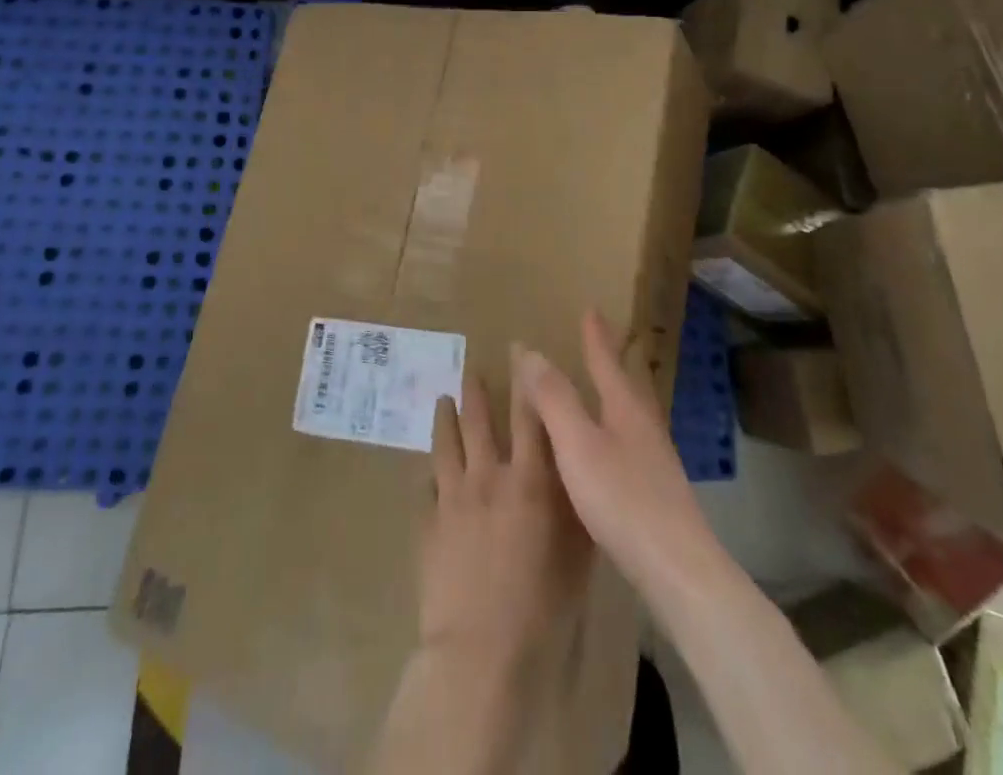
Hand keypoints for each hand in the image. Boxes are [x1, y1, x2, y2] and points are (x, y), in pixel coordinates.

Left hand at [420, 349, 593, 669]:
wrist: (481, 649)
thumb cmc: (542, 607)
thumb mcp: (576, 553)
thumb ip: (574, 506)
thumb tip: (575, 472)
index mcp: (529, 479)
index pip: (528, 415)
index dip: (525, 380)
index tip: (519, 352)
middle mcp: (488, 476)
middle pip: (478, 420)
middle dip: (476, 391)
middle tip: (471, 369)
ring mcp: (452, 497)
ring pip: (446, 443)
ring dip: (445, 417)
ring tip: (443, 399)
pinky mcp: (427, 523)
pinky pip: (426, 487)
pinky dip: (430, 474)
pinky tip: (428, 470)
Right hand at [517, 309, 715, 589]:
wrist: (677, 569)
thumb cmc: (623, 499)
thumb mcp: (578, 444)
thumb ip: (554, 398)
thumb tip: (530, 351)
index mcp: (626, 409)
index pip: (607, 361)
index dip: (596, 337)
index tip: (592, 309)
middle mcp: (645, 426)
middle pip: (627, 383)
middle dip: (612, 361)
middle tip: (600, 340)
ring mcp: (655, 460)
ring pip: (631, 414)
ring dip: (614, 394)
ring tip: (602, 388)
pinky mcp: (657, 492)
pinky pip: (630, 443)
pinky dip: (614, 429)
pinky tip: (609, 451)